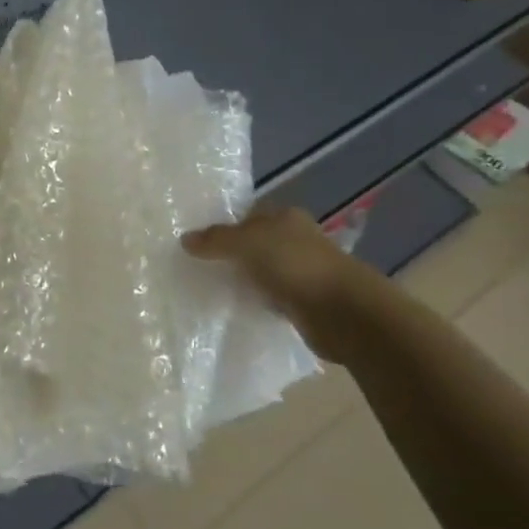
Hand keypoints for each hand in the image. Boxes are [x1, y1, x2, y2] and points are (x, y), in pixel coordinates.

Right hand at [182, 203, 370, 363]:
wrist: (343, 313)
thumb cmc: (295, 265)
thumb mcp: (247, 243)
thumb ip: (216, 240)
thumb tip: (184, 239)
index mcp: (286, 217)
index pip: (248, 215)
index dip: (224, 225)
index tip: (197, 241)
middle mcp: (296, 240)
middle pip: (255, 243)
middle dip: (232, 254)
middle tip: (198, 265)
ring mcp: (303, 272)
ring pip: (263, 271)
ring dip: (245, 279)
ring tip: (211, 287)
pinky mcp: (305, 302)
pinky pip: (272, 297)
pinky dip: (258, 301)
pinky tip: (238, 307)